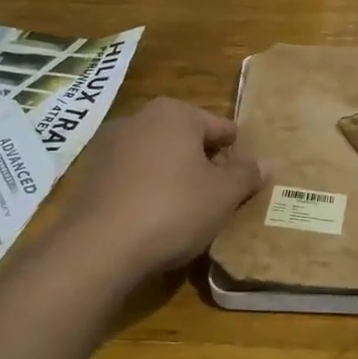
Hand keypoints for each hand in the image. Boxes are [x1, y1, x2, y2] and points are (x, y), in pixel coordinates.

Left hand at [53, 97, 263, 279]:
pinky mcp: (92, 174)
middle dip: (203, 162)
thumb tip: (265, 162)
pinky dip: (146, 189)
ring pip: (157, 157)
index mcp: (175, 113)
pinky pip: (132, 176)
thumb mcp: (223, 195)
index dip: (237, 152)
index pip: (220, 127)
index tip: (245, 177)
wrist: (101, 245)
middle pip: (186, 138)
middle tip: (219, 195)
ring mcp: (110, 145)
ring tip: (188, 209)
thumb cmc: (174, 209)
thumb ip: (246, 175)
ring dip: (173, 175)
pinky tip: (154, 217)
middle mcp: (140, 118)